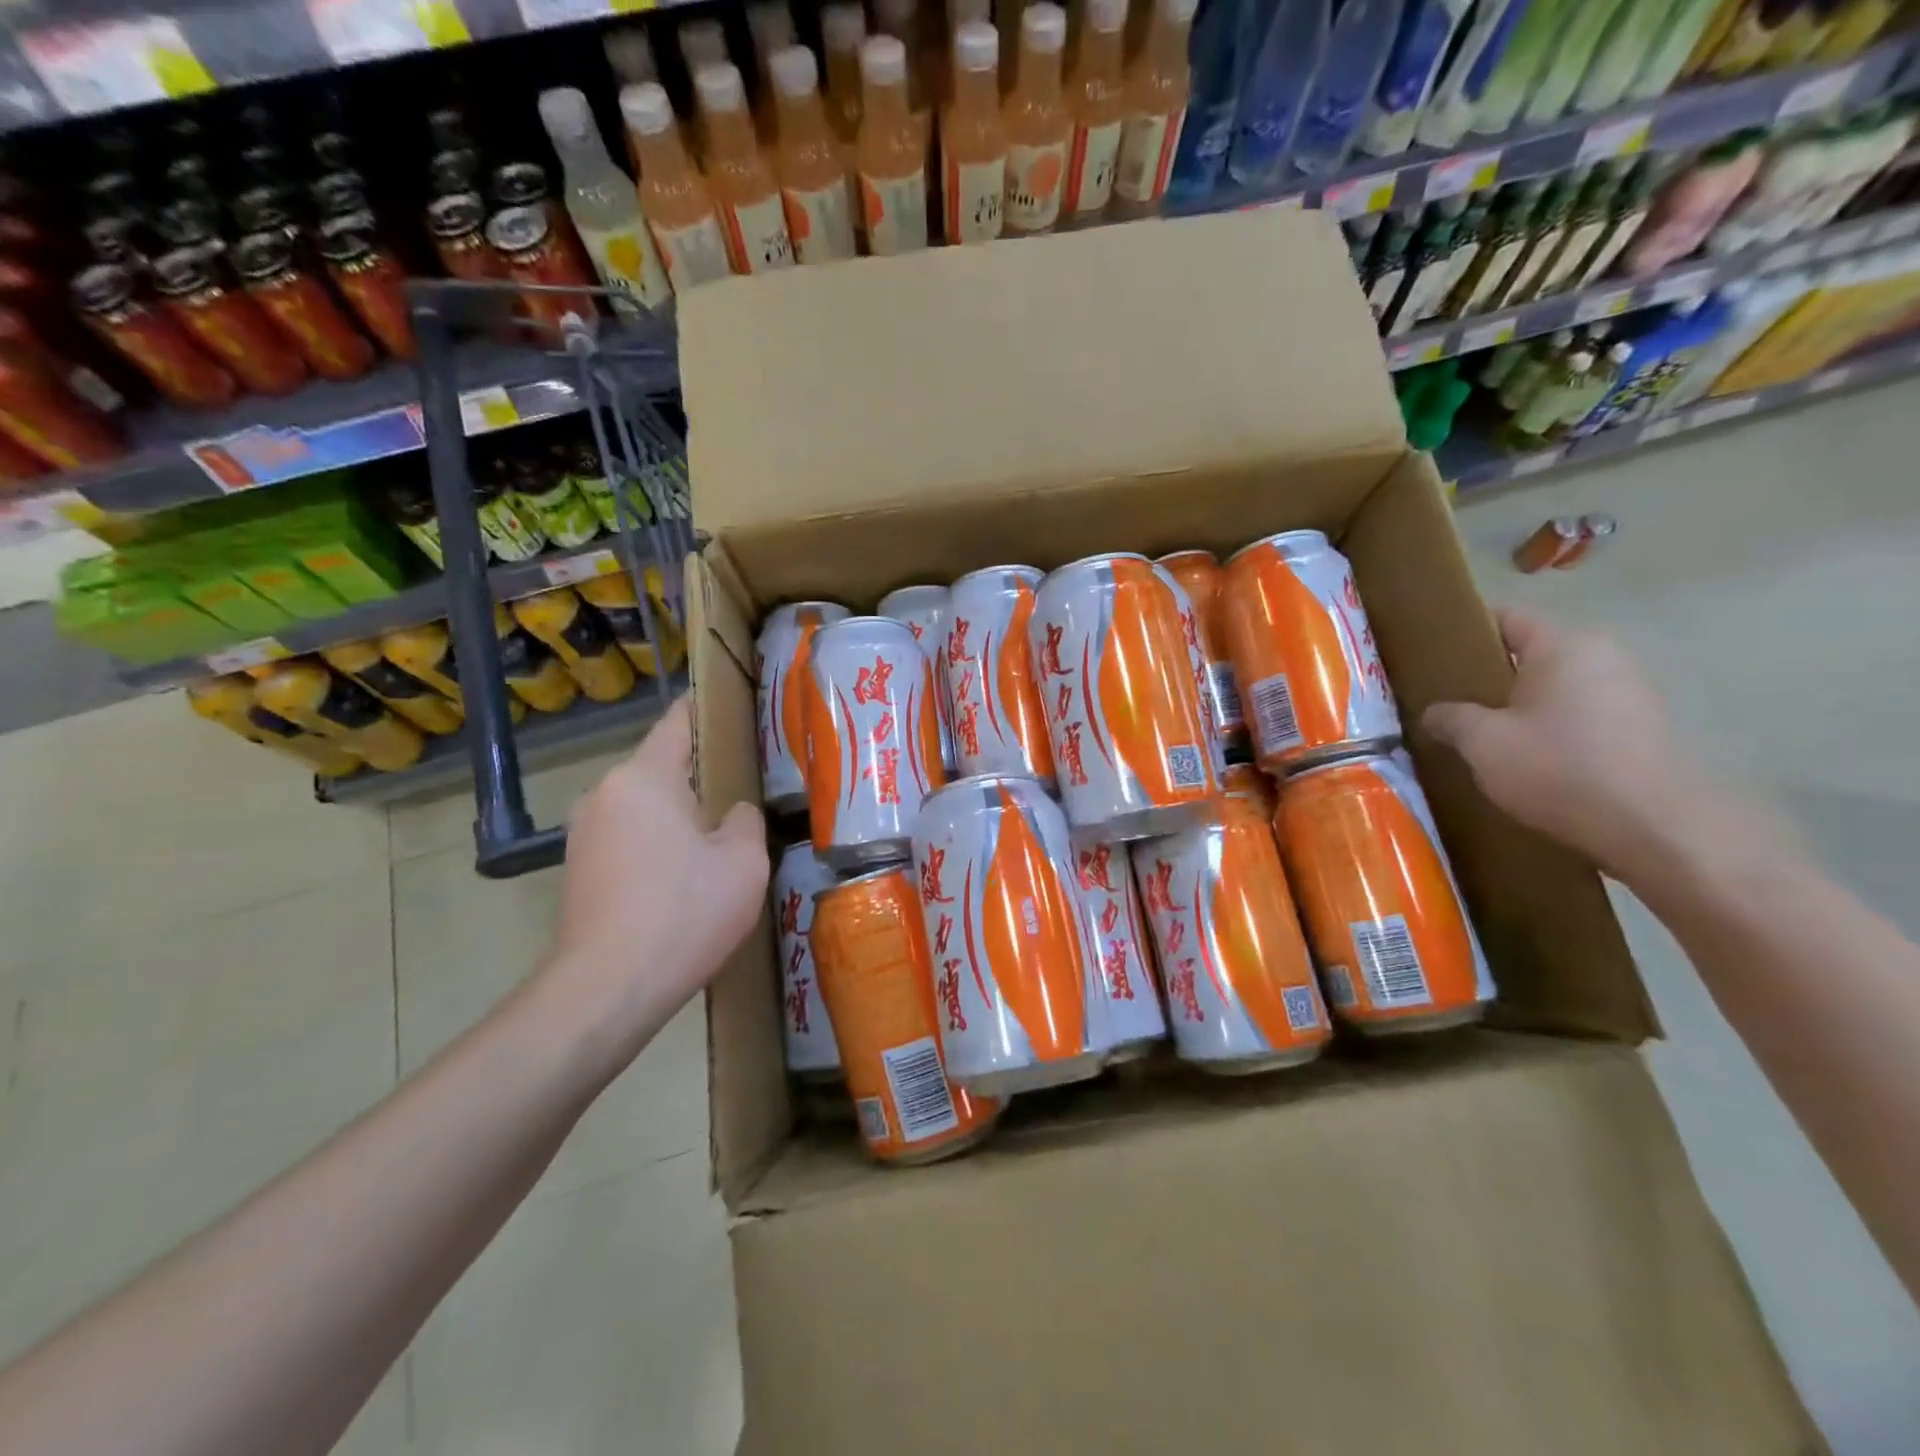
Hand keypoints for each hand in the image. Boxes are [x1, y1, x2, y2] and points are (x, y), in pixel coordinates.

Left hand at [545, 696, 768, 1066]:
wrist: (607, 989)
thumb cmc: (684, 912)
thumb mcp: (743, 861)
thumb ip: (744, 819)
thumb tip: (731, 812)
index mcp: (644, 777)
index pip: (678, 722)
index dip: (708, 710)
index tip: (736, 708)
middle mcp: (605, 793)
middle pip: (662, 768)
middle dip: (700, 776)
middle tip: (744, 793)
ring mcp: (583, 832)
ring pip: (645, 806)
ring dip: (677, 816)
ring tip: (716, 842)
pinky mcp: (576, 869)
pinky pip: (628, 837)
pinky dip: (656, 845)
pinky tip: (682, 878)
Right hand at [1422, 607, 1714, 880]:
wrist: (1656, 827)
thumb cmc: (1559, 768)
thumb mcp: (1482, 743)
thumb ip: (1450, 718)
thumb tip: (1434, 713)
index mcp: (1564, 645)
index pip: (1506, 617)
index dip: (1466, 632)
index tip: (1434, 658)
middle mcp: (1604, 656)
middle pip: (1533, 653)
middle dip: (1492, 676)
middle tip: (1452, 705)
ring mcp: (1632, 692)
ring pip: (1558, 687)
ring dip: (1523, 707)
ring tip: (1487, 738)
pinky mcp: (1645, 728)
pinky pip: (1583, 715)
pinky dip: (1554, 729)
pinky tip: (1531, 761)